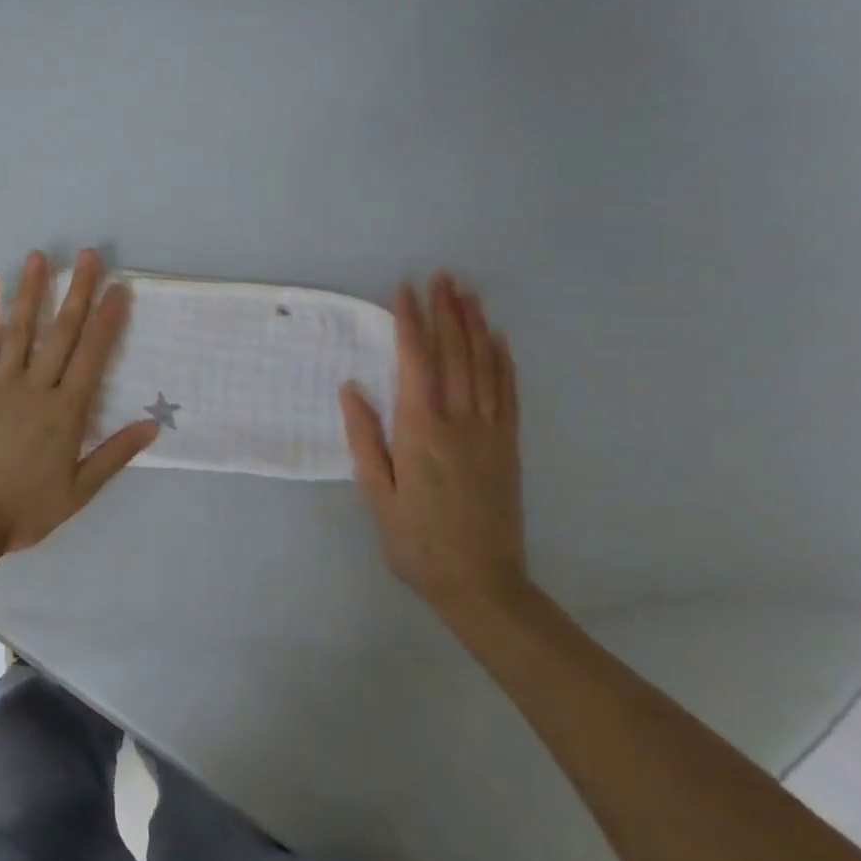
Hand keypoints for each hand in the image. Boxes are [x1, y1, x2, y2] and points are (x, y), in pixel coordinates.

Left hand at [0, 249, 158, 553]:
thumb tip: (152, 425)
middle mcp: (36, 388)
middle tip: (88, 256)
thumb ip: (114, 455)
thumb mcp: (78, 491)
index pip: (93, 356)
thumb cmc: (23, 509)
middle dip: (77, 292)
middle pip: (61, 333)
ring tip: (41, 257)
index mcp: (66, 413)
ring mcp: (0, 383)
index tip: (118, 288)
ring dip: (32, 291)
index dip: (107, 320)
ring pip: (20, 329)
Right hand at [339, 274, 527, 616]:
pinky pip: (508, 394)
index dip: (410, 322)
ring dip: (474, 326)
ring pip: (483, 365)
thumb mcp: (377, 494)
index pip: (415, 361)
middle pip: (453, 354)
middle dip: (446, 311)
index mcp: (420, 430)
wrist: (483, 585)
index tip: (404, 289)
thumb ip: (364, 437)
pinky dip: (503, 361)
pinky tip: (499, 339)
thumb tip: (352, 388)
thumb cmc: (417, 542)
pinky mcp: (509, 446)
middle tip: (441, 276)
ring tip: (467, 293)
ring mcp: (489, 432)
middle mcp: (459, 421)